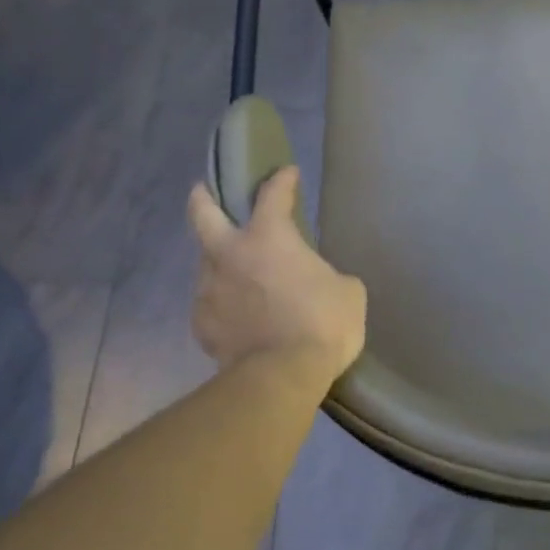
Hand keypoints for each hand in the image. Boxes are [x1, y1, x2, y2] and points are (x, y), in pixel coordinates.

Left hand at [187, 167, 366, 390]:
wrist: (282, 377)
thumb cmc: (322, 324)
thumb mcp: (347, 292)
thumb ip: (327, 276)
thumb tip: (318, 283)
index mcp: (269, 238)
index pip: (273, 195)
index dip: (282, 180)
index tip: (287, 173)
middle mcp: (230, 255)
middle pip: (203, 214)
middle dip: (202, 197)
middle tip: (204, 191)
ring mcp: (209, 290)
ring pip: (206, 264)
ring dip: (220, 263)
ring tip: (238, 276)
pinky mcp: (202, 325)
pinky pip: (211, 305)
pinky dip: (223, 304)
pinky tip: (238, 317)